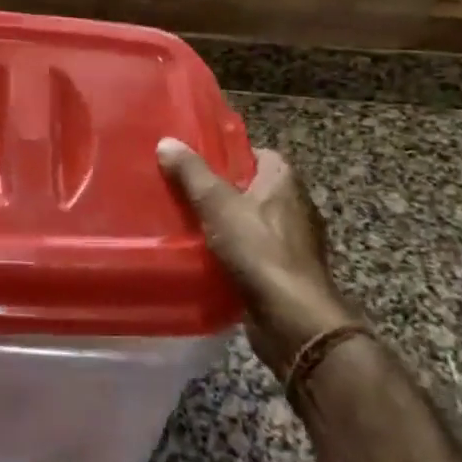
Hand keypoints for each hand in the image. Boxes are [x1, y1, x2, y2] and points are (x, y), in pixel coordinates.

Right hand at [158, 139, 363, 377]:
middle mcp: (295, 206)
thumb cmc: (259, 250)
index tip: (196, 161)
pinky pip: (253, 253)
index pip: (256, 153)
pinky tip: (205, 258)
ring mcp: (294, 242)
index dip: (228, 154)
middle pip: (251, 188)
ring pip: (251, 223)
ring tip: (187, 223)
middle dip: (221, 191)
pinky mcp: (286, 273)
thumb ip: (192, 173)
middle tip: (184, 191)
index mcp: (284, 180)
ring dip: (226, 225)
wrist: (292, 319)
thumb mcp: (217, 204)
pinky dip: (234, 254)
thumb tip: (166, 141)